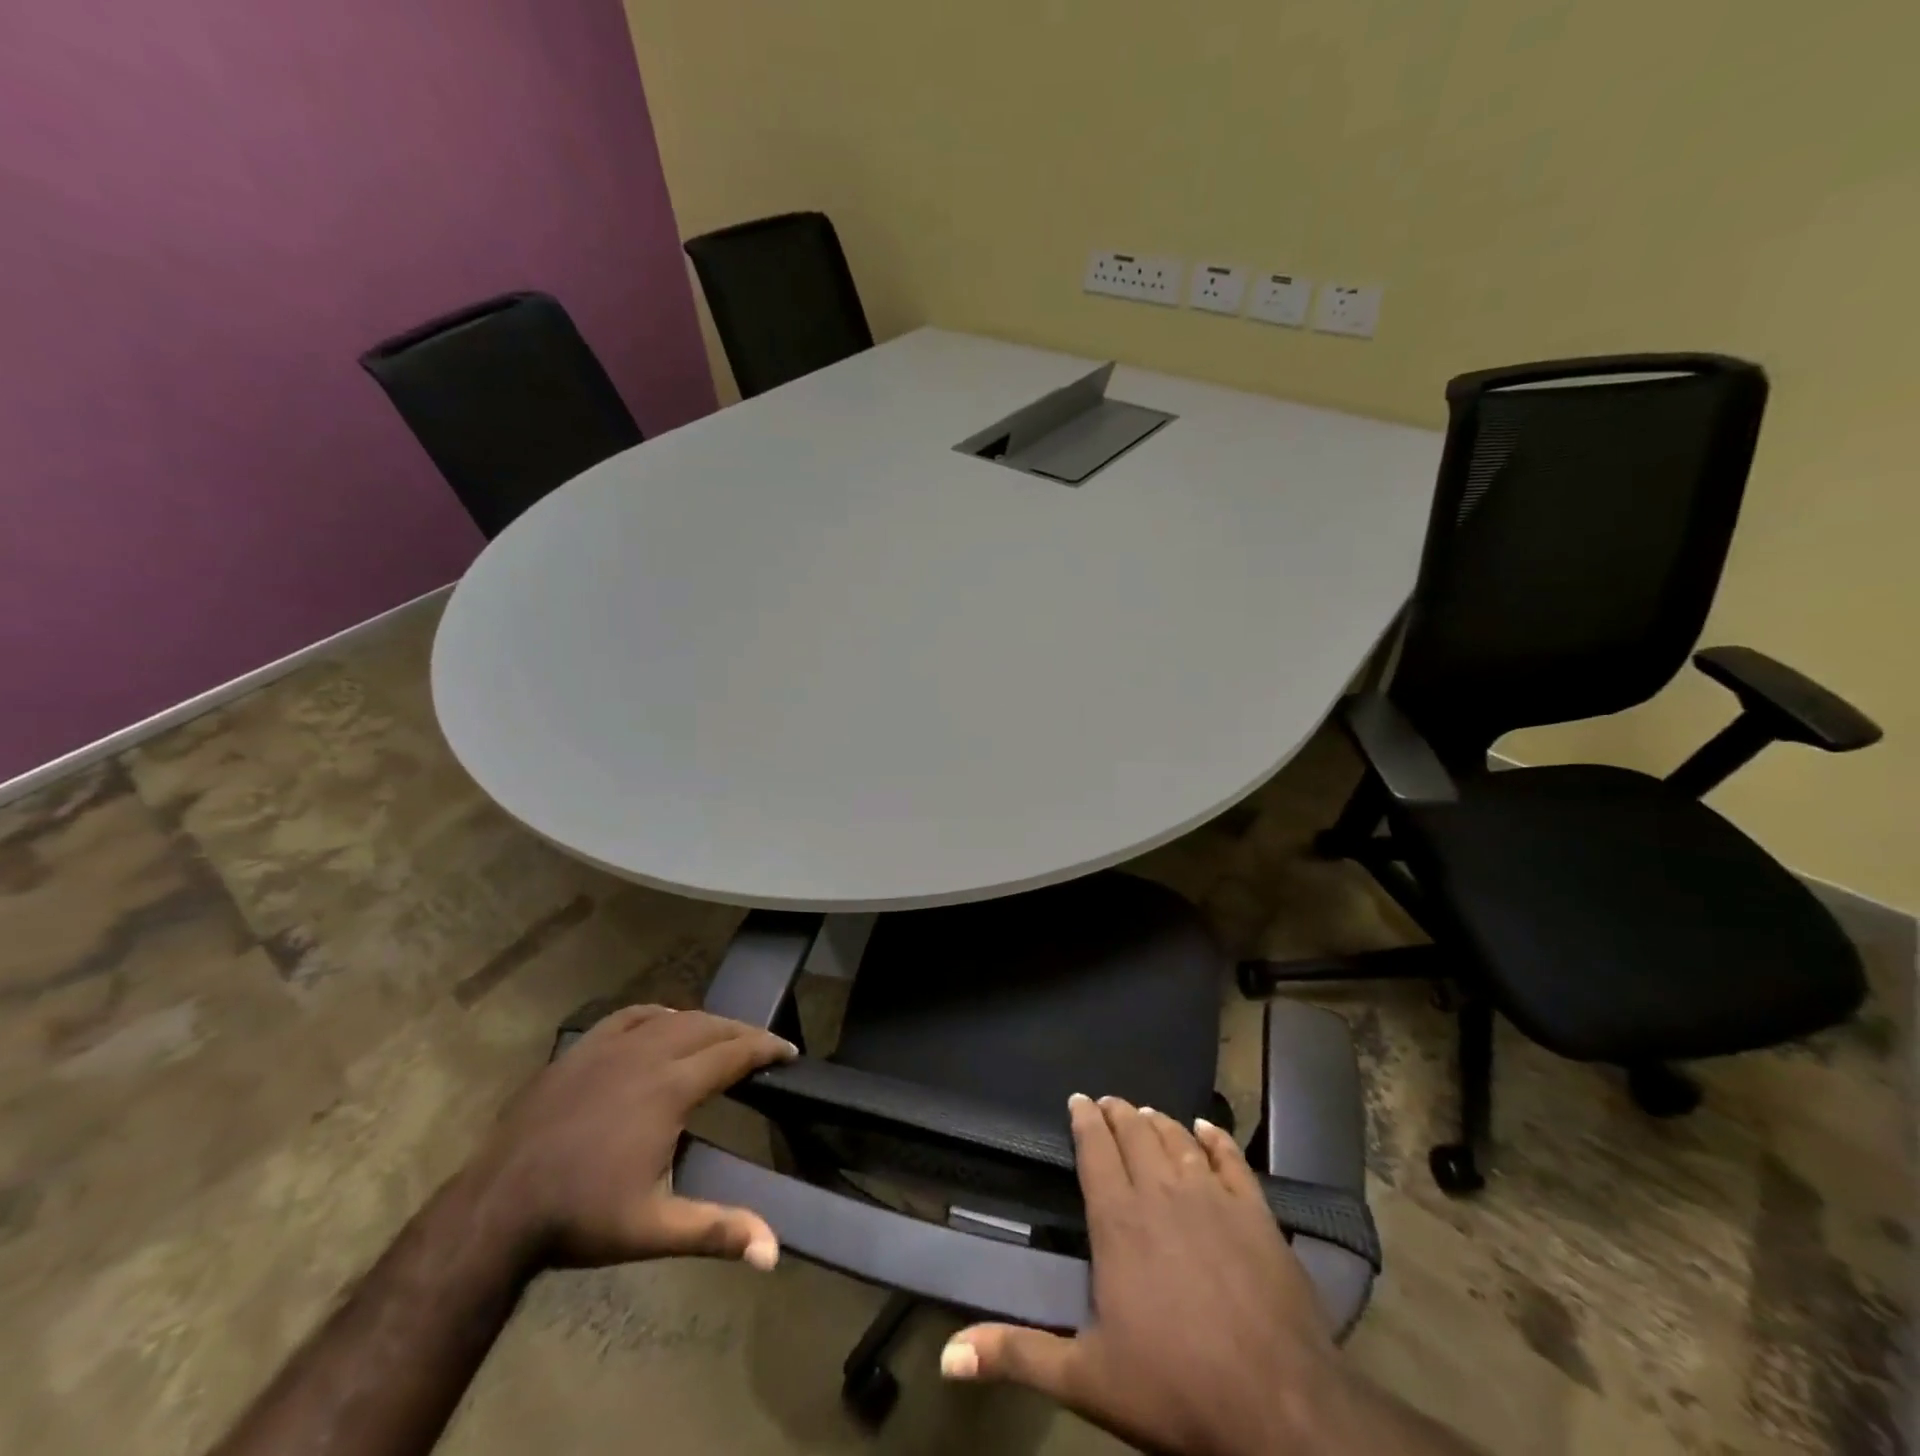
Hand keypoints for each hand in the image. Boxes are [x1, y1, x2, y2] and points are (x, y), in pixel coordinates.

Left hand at [473, 1005, 797, 1269]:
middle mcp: (647, 1054)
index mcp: (670, 1088)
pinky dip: (659, 1014)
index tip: (790, 1051)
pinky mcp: (581, 1050)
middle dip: (743, 1032)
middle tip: (764, 1045)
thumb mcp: (652, 1229)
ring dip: (706, 1022)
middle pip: (709, 1026)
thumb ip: (715, 1231)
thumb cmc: (580, 1218)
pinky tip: (664, 1023)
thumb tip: (772, 1253)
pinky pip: (631, 1016)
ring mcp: (610, 1047)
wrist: (496, 1209)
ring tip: (723, 1036)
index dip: (766, 1047)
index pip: (733, 1053)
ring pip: (673, 1017)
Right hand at [941, 1095, 1338, 1455]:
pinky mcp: (1255, 1212)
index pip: (1095, 1150)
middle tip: (1107, 1101)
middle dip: (1118, 1113)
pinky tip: (1206, 1128)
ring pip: (1177, 1139)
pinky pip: (1230, 1159)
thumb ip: (1017, 1354)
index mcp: (1118, 1220)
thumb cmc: (1175, 1389)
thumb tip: (948, 1355)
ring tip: (1147, 1112)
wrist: (1279, 1406)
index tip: (1077, 1100)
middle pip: (1135, 1134)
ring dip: (1158, 1121)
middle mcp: (1162, 1192)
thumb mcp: (1086, 1379)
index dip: (1085, 1120)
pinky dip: (1214, 1138)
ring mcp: (1212, 1197)